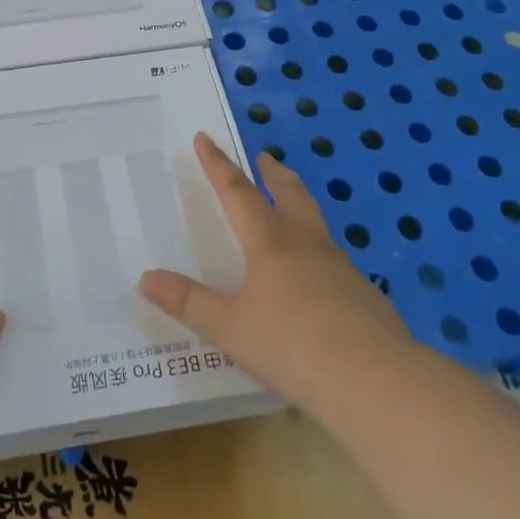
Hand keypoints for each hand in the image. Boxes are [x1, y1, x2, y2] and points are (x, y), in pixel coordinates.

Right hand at [138, 133, 412, 420]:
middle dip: (272, 173)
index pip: (237, 192)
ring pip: (315, 222)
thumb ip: (187, 302)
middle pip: (289, 194)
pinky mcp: (363, 295)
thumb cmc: (291, 345)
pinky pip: (333, 258)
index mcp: (269, 242)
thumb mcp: (228, 327)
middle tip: (265, 157)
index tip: (205, 138)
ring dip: (299, 203)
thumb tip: (145, 278)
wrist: (375, 381)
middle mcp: (305, 243)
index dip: (218, 165)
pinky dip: (317, 247)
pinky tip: (317, 273)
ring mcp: (340, 267)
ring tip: (292, 205)